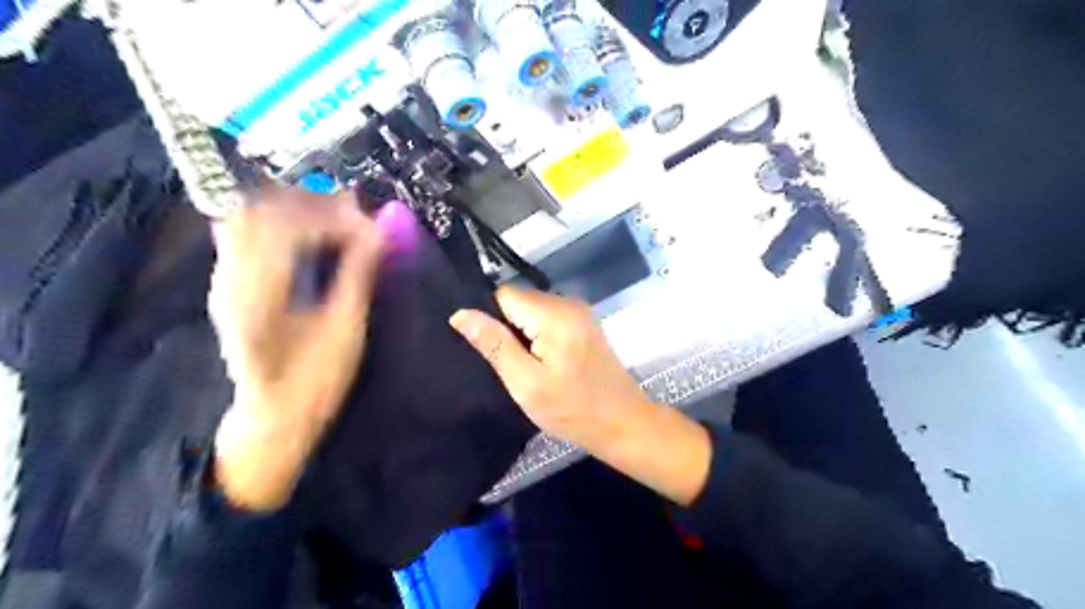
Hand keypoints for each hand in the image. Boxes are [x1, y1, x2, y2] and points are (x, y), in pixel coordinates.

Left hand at [209, 187, 381, 511]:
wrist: (274, 414)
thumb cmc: (315, 379)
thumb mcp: (346, 330)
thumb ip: (359, 275)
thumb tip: (380, 232)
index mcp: (260, 293)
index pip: (289, 226)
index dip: (333, 216)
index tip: (369, 223)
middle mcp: (231, 277)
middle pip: (260, 210)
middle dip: (310, 202)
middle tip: (353, 211)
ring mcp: (225, 278)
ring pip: (249, 217)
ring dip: (294, 209)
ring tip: (336, 218)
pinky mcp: (230, 282)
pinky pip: (248, 234)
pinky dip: (281, 224)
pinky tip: (310, 235)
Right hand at [447, 289, 642, 452]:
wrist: (624, 423)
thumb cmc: (573, 409)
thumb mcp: (526, 383)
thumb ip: (494, 344)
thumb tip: (460, 313)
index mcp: (553, 313)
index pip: (503, 295)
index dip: (489, 319)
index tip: (488, 350)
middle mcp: (568, 302)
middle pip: (519, 301)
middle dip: (506, 328)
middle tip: (506, 365)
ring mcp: (579, 312)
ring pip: (532, 311)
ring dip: (522, 335)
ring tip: (522, 367)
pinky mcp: (584, 324)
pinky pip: (547, 320)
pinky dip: (537, 337)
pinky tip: (541, 364)